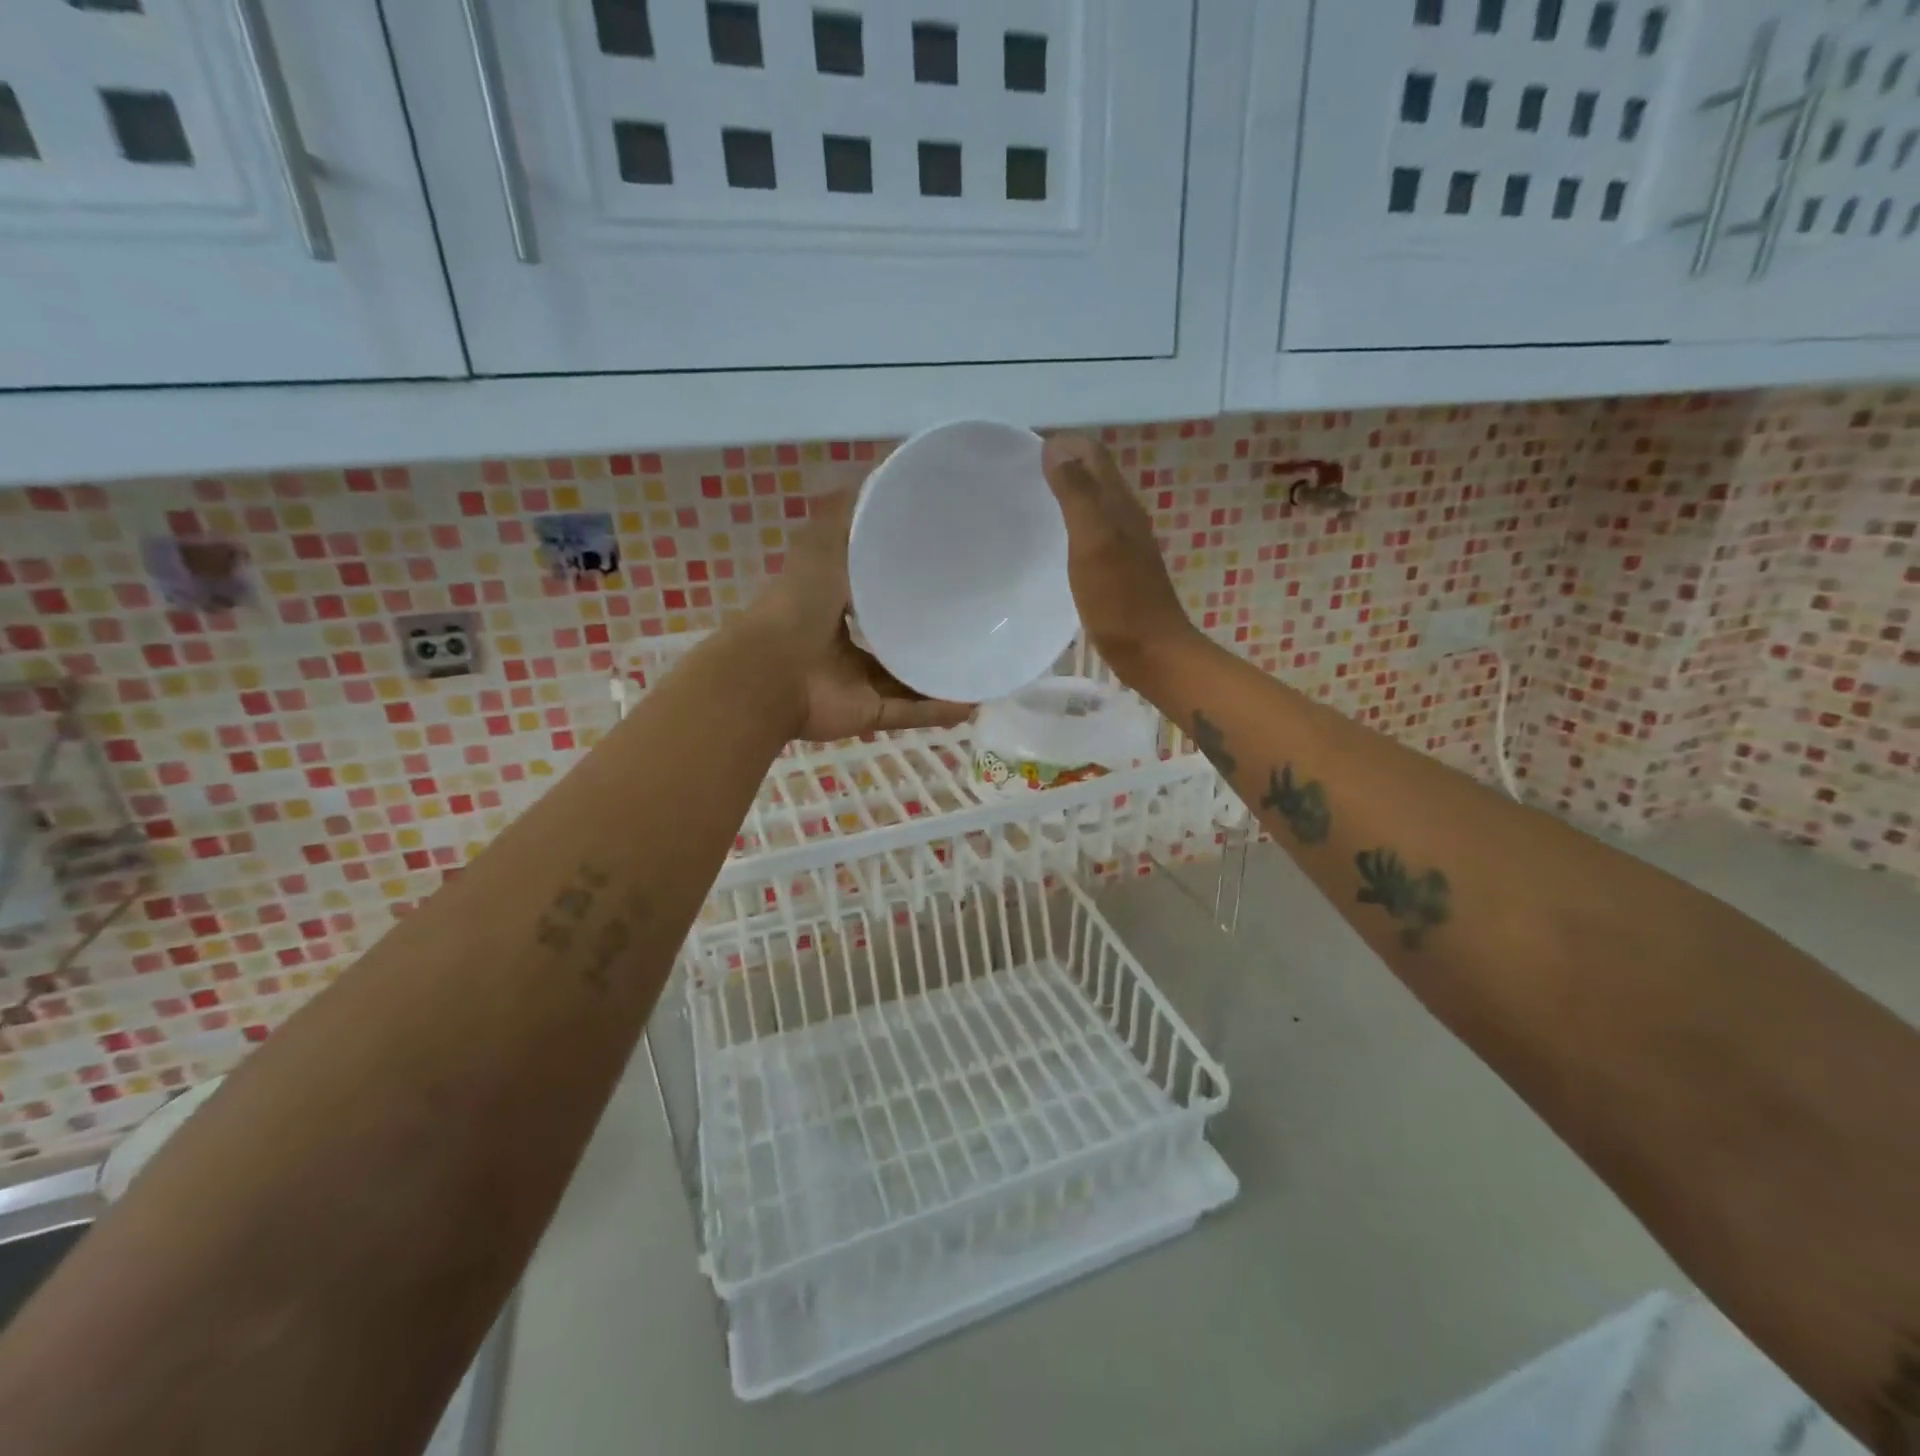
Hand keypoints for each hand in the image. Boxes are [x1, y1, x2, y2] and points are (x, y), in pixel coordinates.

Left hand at [744, 489, 973, 742]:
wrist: (770, 674)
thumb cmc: (797, 605)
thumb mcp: (823, 545)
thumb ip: (847, 515)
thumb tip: (881, 473)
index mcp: (834, 604)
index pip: (877, 591)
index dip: (907, 581)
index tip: (948, 567)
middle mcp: (846, 643)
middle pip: (895, 638)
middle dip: (930, 632)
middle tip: (977, 619)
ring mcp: (856, 682)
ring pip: (907, 678)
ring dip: (941, 676)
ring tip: (983, 663)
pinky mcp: (867, 713)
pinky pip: (909, 712)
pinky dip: (938, 711)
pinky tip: (973, 703)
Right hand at [1041, 434, 1196, 682]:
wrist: (1152, 651)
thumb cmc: (1119, 600)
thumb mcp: (1093, 542)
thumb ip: (1076, 494)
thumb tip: (1056, 448)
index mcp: (1119, 503)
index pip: (1092, 453)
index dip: (1062, 443)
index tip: (1022, 450)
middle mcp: (1125, 516)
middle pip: (1094, 474)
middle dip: (1062, 463)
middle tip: (1019, 473)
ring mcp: (1124, 543)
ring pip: (1094, 502)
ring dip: (1066, 493)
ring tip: (1029, 502)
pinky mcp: (1118, 569)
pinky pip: (1092, 531)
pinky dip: (1071, 523)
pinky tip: (1052, 543)